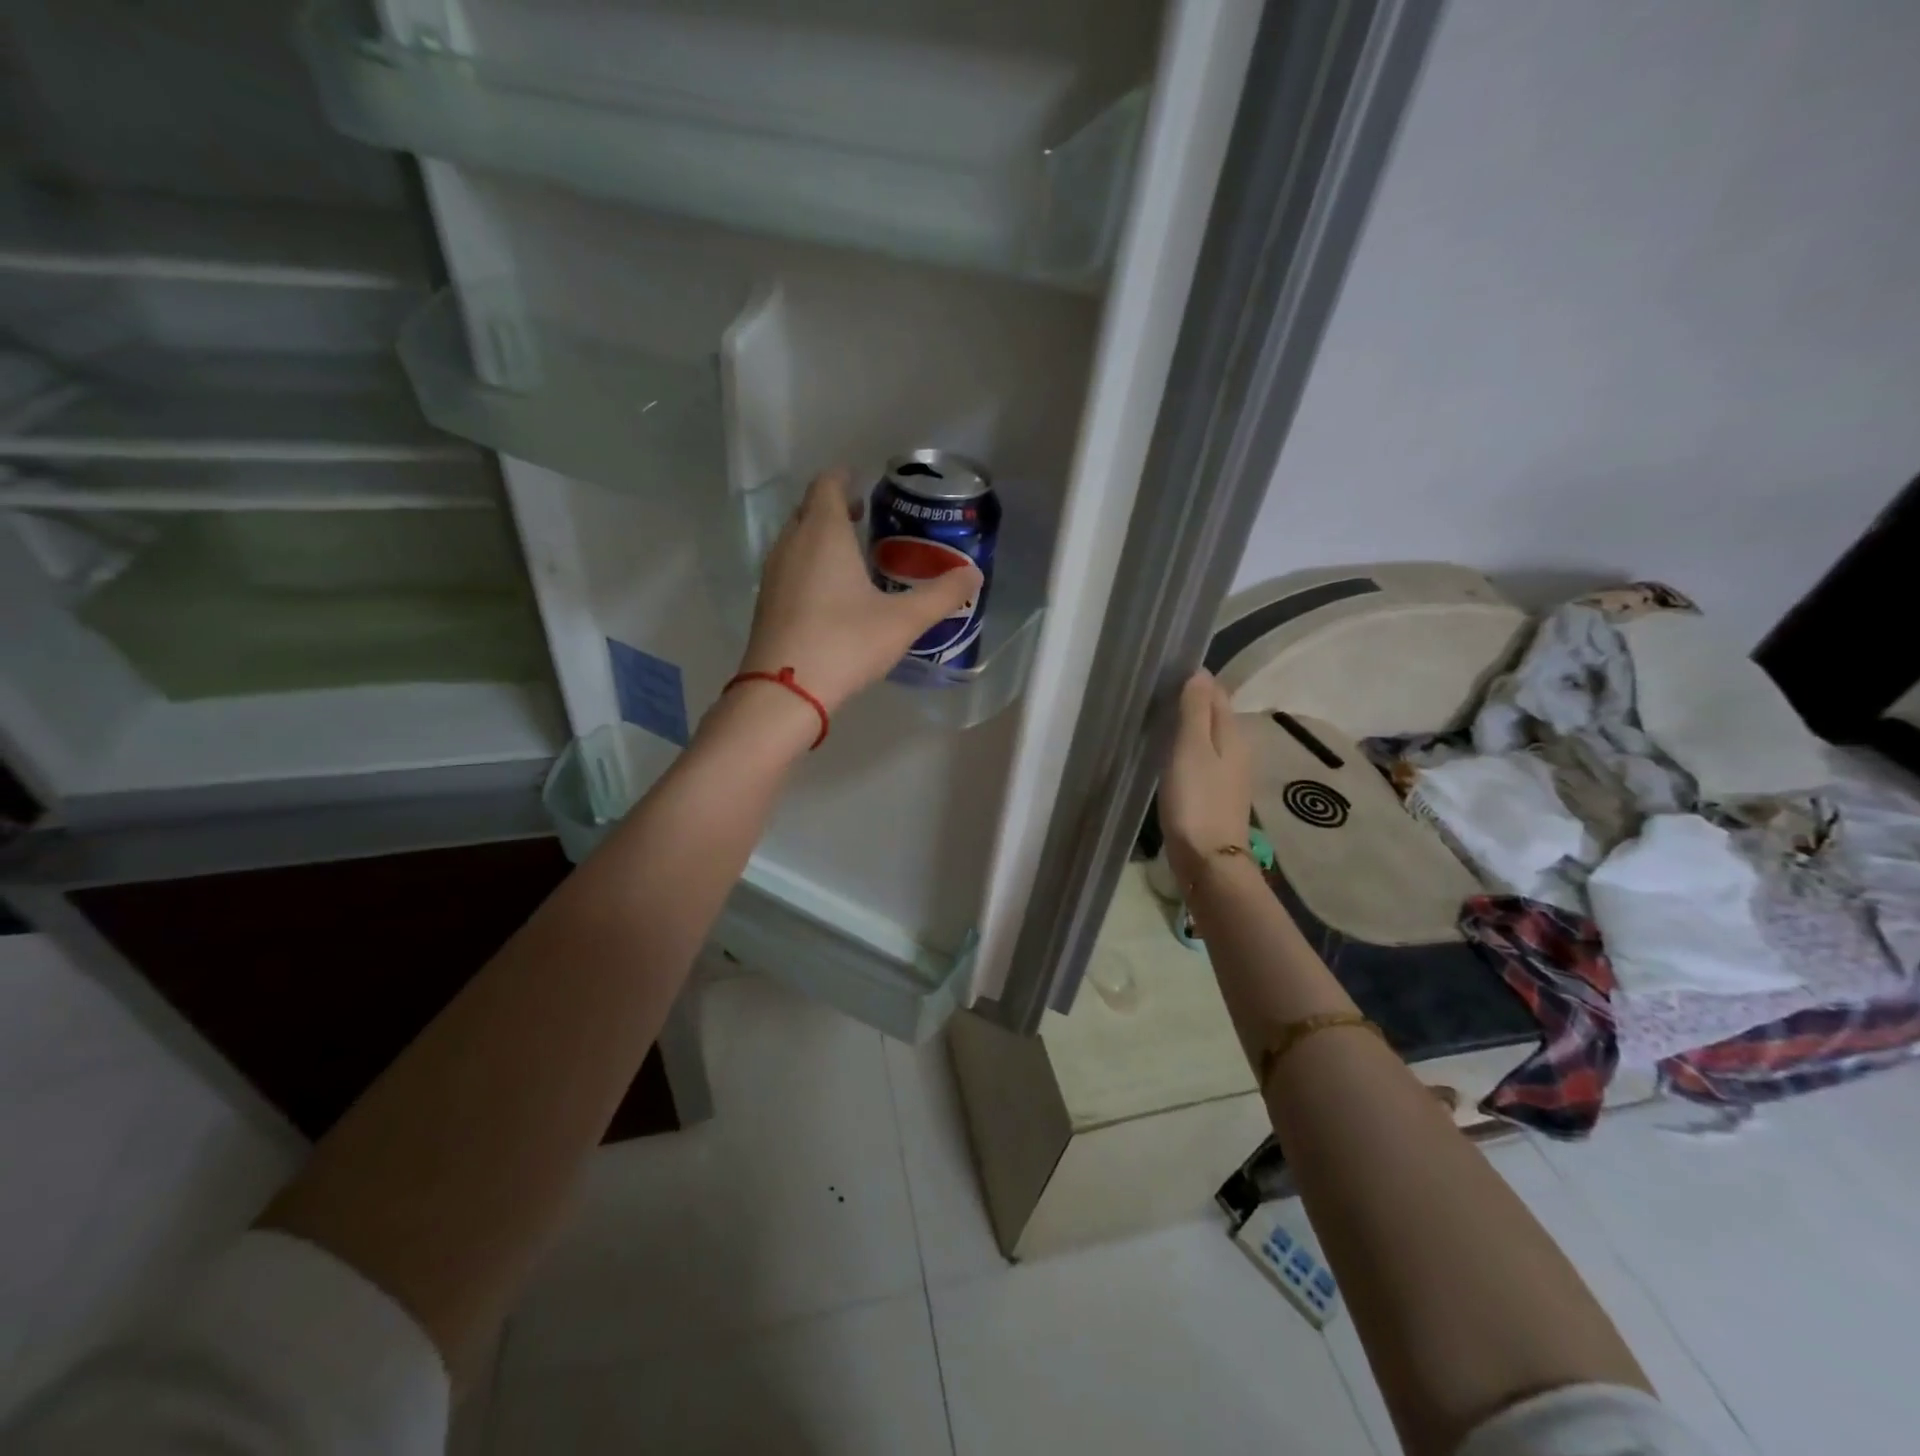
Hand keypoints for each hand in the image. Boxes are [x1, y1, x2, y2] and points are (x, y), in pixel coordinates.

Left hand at [738, 468, 981, 713]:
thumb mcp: (903, 621)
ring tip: (850, 552)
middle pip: (808, 508)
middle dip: (833, 506)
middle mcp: (792, 544)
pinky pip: (789, 566)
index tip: (863, 481)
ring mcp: (774, 574)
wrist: (785, 692)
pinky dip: (808, 563)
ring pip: (795, 538)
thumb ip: (941, 595)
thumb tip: (974, 575)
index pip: (827, 484)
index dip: (844, 477)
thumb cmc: (845, 644)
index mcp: (823, 534)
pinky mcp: (766, 602)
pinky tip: (829, 591)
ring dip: (819, 536)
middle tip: (863, 516)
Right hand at [1159, 670, 1253, 887]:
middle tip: (1157, 694)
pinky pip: (1203, 760)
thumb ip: (1195, 711)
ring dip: (1189, 727)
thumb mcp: (1191, 749)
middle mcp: (1236, 749)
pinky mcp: (1216, 795)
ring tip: (1159, 721)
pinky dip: (1188, 751)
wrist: (1209, 860)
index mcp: (1232, 734)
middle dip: (1192, 701)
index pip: (1217, 693)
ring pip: (1209, 738)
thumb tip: (1200, 673)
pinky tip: (1170, 757)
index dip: (1196, 680)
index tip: (1166, 672)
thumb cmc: (1196, 800)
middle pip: (1215, 715)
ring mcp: (1228, 774)